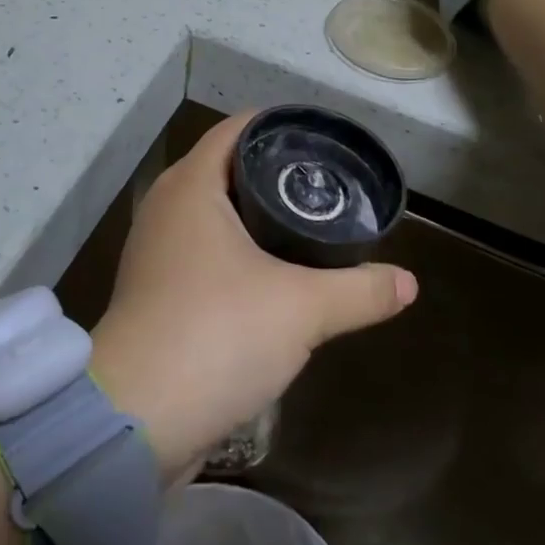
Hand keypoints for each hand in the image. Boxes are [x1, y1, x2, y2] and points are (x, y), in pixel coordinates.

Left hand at [91, 112, 417, 477]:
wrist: (136, 418)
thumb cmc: (216, 334)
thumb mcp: (302, 309)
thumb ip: (360, 291)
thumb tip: (408, 283)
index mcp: (191, 185)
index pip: (237, 129)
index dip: (280, 125)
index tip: (323, 140)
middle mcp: (166, 206)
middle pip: (226, 168)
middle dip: (274, 173)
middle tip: (326, 186)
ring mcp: (155, 249)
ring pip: (213, 213)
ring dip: (254, 216)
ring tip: (306, 227)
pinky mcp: (154, 289)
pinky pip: (202, 250)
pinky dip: (235, 251)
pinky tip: (270, 275)